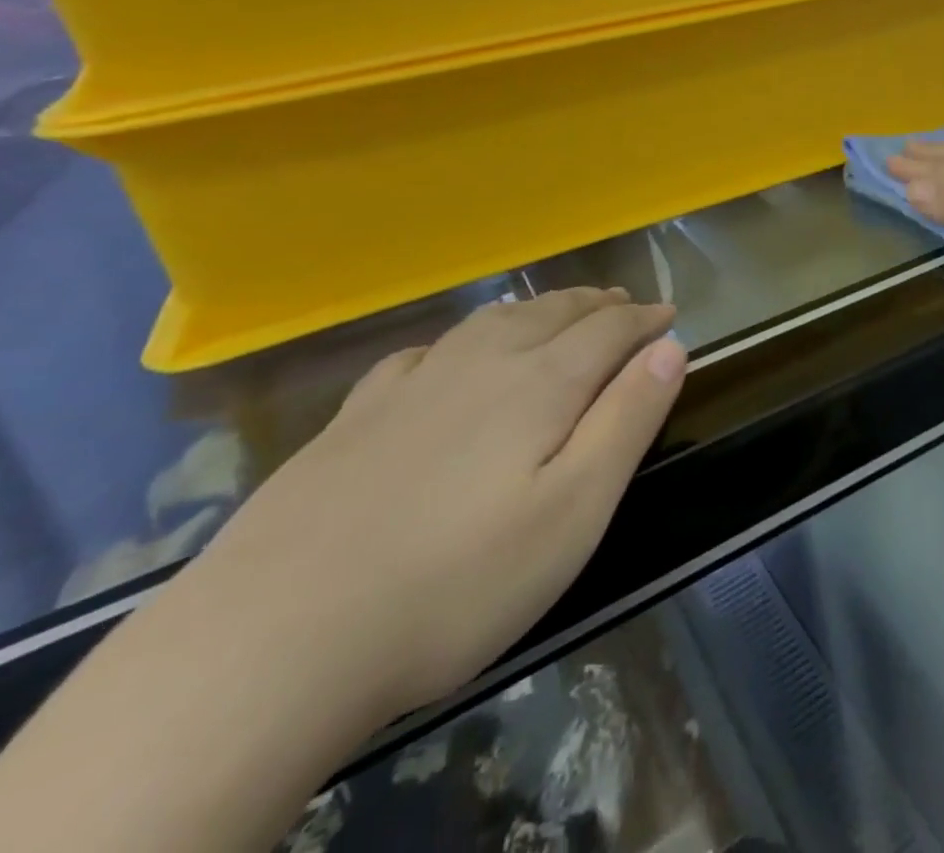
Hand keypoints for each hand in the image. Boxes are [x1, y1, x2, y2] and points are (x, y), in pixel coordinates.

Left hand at [186, 288, 685, 721]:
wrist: (273, 639)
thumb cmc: (456, 583)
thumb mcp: (573, 512)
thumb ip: (627, 420)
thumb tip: (670, 347)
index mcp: (539, 385)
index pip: (608, 331)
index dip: (645, 319)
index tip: (670, 314)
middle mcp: (480, 364)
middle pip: (552, 313)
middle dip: (597, 305)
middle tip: (623, 304)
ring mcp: (411, 386)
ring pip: (491, 322)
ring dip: (537, 309)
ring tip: (558, 311)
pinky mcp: (355, 417)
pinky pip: (425, 352)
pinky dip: (461, 338)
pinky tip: (451, 354)